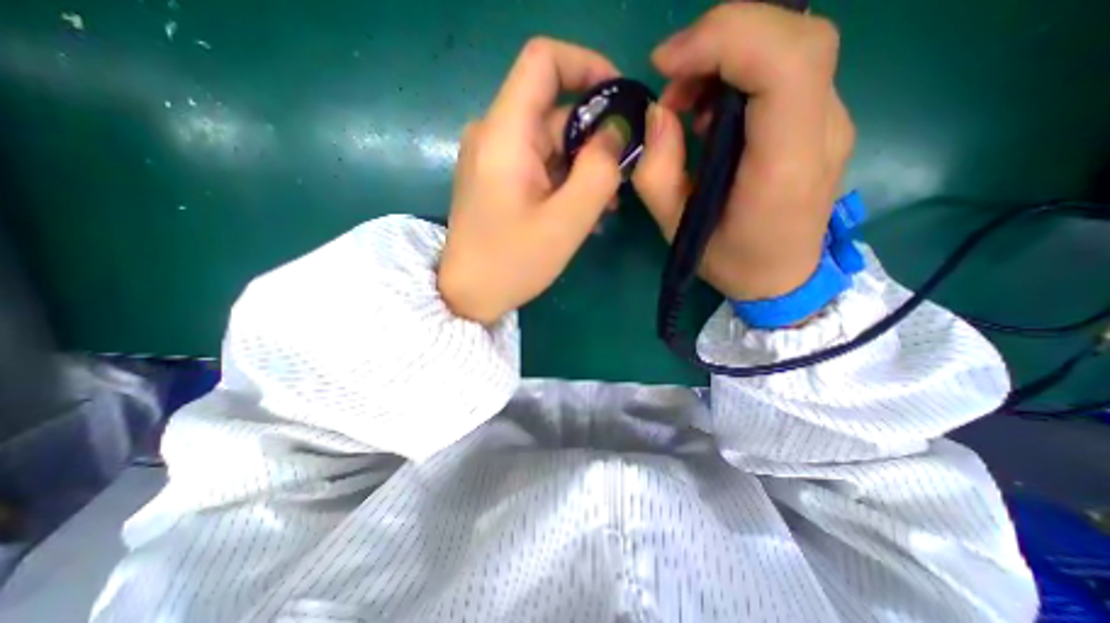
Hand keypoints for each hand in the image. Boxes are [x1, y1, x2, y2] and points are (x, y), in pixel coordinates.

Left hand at [439, 36, 628, 325]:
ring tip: (607, 202)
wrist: (468, 295)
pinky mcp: (498, 178)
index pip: (544, 61)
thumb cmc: (513, 263)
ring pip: (551, 142)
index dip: (587, 66)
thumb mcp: (567, 221)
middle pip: (554, 110)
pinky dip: (565, 179)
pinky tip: (583, 209)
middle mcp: (494, 134)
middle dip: (595, 137)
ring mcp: (494, 157)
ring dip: (584, 166)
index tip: (621, 101)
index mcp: (505, 134)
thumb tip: (616, 131)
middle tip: (622, 176)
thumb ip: (599, 170)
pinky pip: (539, 164)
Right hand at [628, 3, 851, 300]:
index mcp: (784, 166)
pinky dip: (742, 70)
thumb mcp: (677, 229)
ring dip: (729, 54)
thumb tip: (657, 114)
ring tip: (686, 100)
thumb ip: (658, 173)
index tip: (667, 64)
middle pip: (796, 37)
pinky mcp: (820, 121)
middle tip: (672, 76)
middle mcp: (822, 131)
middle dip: (723, 37)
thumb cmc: (730, 262)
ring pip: (793, 45)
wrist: (784, 279)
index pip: (785, 63)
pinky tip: (711, 109)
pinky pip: (788, 70)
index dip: (724, 40)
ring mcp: (831, 121)